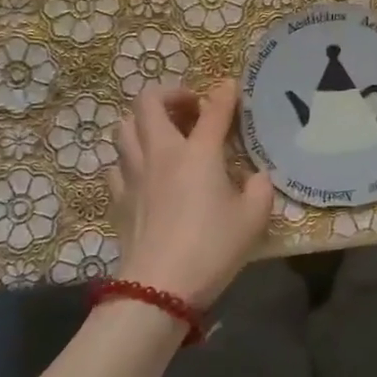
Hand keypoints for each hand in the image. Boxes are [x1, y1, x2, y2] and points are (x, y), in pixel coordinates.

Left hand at [107, 80, 273, 308]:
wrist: (158, 288)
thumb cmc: (212, 249)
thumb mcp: (253, 219)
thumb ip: (260, 188)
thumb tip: (257, 176)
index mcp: (198, 153)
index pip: (213, 109)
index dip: (225, 94)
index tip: (232, 87)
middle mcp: (161, 153)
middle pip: (149, 102)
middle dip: (171, 94)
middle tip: (191, 109)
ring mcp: (133, 173)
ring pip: (124, 126)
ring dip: (144, 121)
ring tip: (165, 134)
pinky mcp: (118, 197)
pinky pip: (117, 163)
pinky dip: (130, 158)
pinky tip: (145, 172)